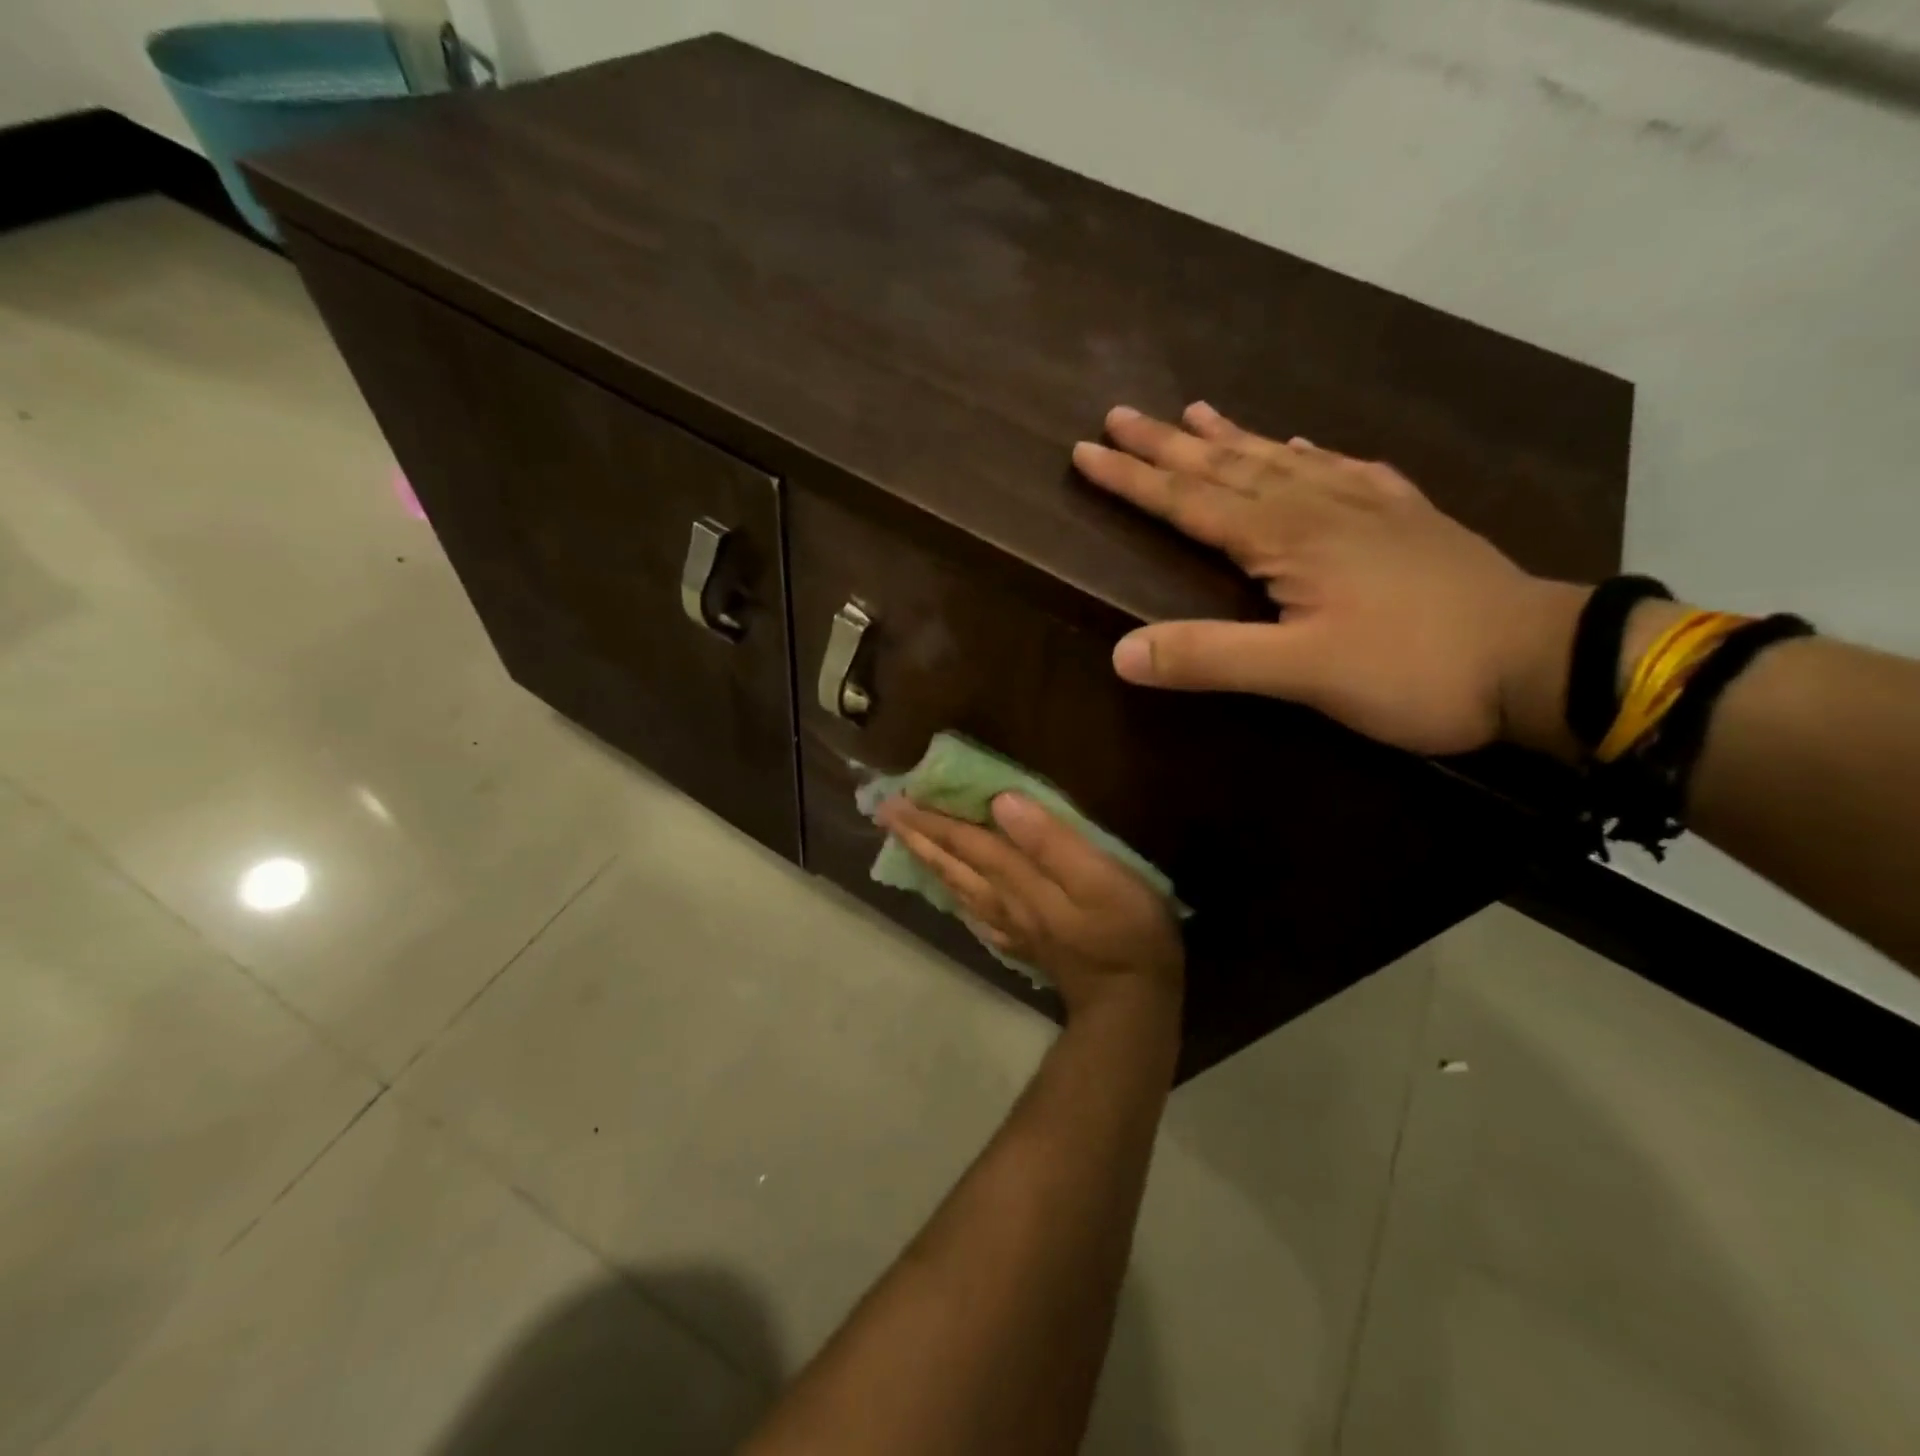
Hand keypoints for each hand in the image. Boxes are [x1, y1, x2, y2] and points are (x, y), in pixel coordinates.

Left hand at [875, 793, 1183, 1018]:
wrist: (1130, 1005)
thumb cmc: (1125, 931)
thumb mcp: (1098, 878)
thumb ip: (1049, 841)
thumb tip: (1002, 803)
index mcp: (1016, 879)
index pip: (965, 840)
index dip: (932, 817)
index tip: (898, 798)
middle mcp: (1002, 900)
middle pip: (952, 863)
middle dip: (918, 835)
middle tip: (885, 814)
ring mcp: (1010, 925)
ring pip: (958, 886)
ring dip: (930, 860)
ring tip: (907, 842)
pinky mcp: (1023, 943)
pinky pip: (975, 913)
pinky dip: (956, 896)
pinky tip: (952, 894)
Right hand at [1072, 403, 1588, 758]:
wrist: (1540, 662)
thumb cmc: (1414, 670)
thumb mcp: (1303, 674)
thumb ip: (1211, 658)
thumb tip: (1120, 652)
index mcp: (1286, 538)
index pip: (1190, 501)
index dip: (1134, 479)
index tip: (1085, 451)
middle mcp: (1319, 507)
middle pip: (1227, 467)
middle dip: (1168, 444)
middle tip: (1121, 415)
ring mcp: (1368, 507)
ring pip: (1281, 459)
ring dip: (1231, 437)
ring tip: (1196, 410)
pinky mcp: (1406, 519)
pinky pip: (1345, 470)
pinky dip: (1312, 453)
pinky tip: (1303, 443)